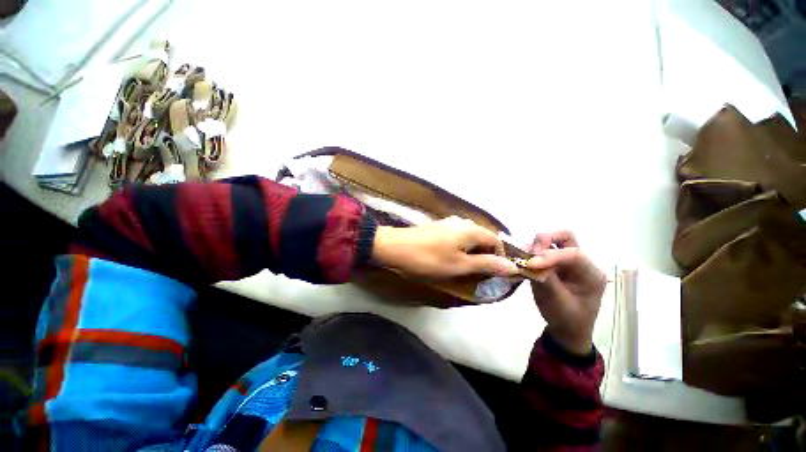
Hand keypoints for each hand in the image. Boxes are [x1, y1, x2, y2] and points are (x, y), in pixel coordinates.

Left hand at [371, 216, 518, 278]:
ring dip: (470, 253)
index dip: (499, 257)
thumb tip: (512, 266)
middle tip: (476, 274)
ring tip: (462, 268)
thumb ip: (486, 264)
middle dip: (484, 256)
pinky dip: (458, 249)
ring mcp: (448, 223)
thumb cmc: (429, 258)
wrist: (394, 247)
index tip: (492, 273)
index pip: (496, 241)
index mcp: (471, 229)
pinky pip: (456, 237)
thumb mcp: (459, 265)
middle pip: (482, 239)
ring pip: (468, 239)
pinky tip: (448, 258)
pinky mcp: (437, 227)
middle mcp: (462, 222)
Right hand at [526, 231, 606, 355]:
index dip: (550, 255)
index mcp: (592, 274)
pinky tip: (523, 260)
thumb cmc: (566, 319)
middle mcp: (582, 263)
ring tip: (522, 257)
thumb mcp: (556, 302)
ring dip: (536, 246)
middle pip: (566, 237)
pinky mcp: (556, 264)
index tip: (530, 263)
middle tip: (528, 253)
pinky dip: (532, 251)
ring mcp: (568, 262)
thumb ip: (545, 279)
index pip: (573, 254)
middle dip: (545, 241)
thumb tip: (530, 260)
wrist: (567, 330)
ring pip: (553, 240)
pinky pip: (544, 249)